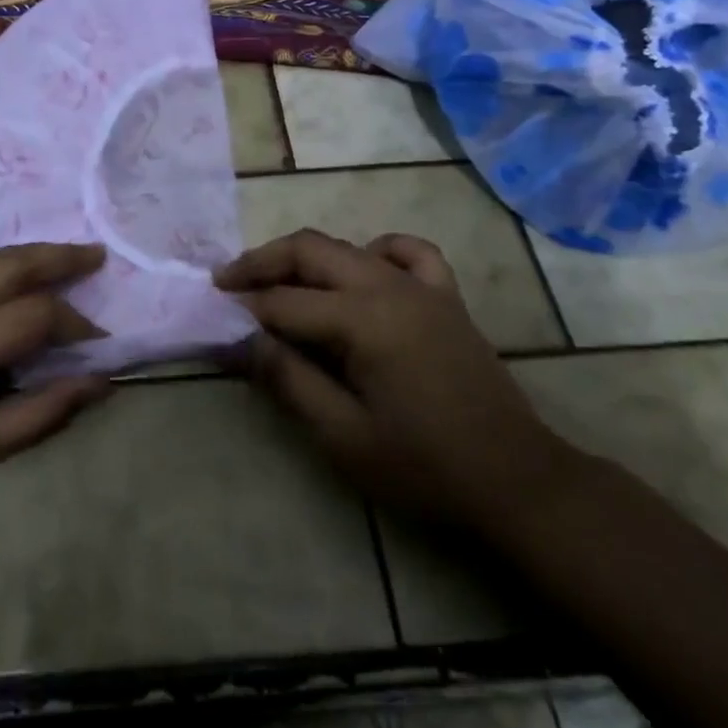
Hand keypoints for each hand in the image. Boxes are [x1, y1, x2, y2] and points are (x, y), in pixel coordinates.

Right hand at [216, 230, 569, 524]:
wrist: (515, 480)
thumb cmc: (424, 467)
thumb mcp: (344, 436)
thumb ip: (289, 381)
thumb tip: (241, 342)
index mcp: (364, 320)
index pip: (285, 302)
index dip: (244, 308)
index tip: (212, 317)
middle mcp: (389, 287)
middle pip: (310, 250)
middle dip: (262, 262)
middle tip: (227, 283)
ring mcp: (422, 287)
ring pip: (348, 247)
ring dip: (306, 257)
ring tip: (277, 281)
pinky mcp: (445, 297)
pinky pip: (408, 252)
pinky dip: (376, 251)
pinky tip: (363, 270)